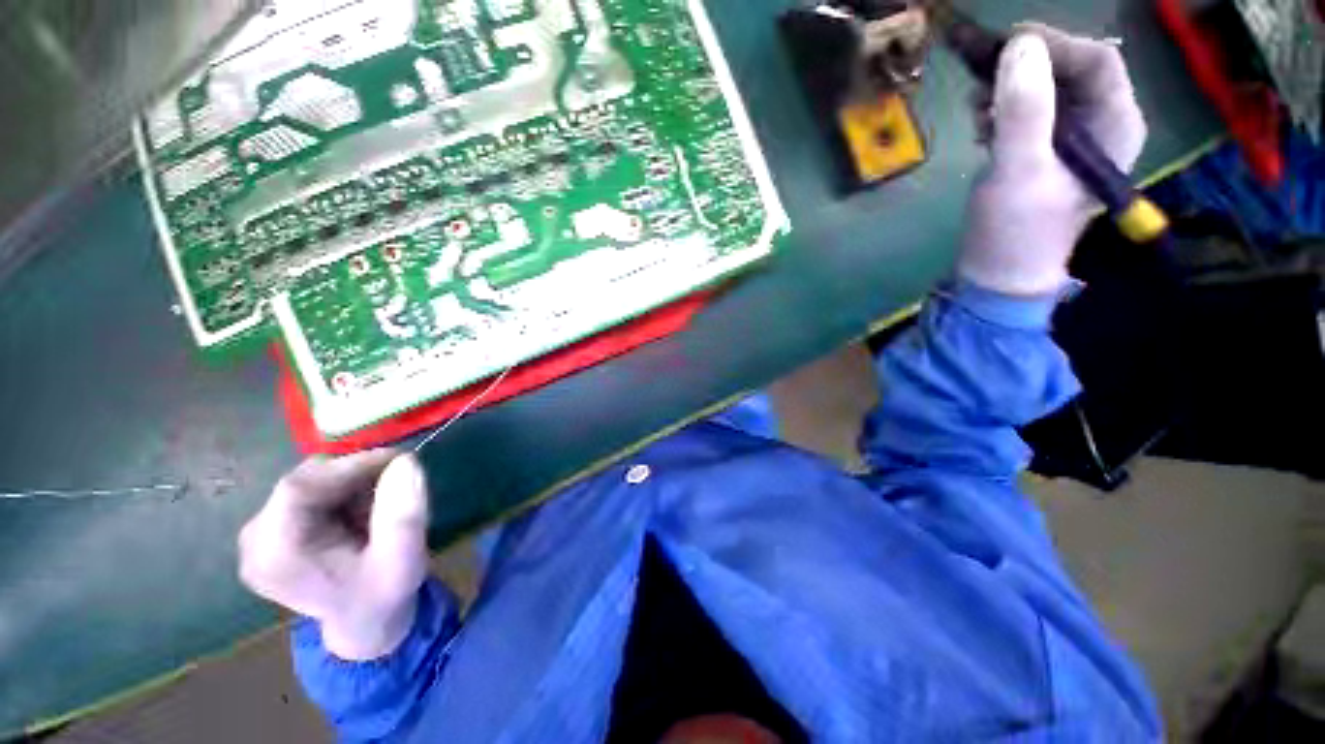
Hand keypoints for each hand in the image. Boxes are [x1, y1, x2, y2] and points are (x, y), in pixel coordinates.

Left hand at [238, 450, 429, 660]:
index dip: (350, 465)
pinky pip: (308, 489)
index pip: (300, 488)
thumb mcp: (404, 558)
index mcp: (277, 556)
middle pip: (303, 481)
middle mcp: (255, 541)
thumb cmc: (383, 593)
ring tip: (379, 506)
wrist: (364, 619)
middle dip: (355, 476)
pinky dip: (342, 490)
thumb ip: (404, 514)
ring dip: (351, 483)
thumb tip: (405, 461)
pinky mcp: (269, 529)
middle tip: (397, 484)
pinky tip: (360, 511)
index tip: (398, 460)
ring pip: (308, 481)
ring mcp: (258, 535)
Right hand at [959, 23, 1147, 295]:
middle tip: (982, 83)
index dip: (1054, 45)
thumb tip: (1019, 47)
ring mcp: (1071, 138)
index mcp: (1115, 126)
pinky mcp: (1043, 150)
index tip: (1006, 45)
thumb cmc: (1016, 231)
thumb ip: (1023, 111)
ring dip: (1008, 91)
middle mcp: (1101, 124)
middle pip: (1069, 71)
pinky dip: (1001, 111)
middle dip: (1025, 71)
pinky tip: (981, 128)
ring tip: (977, 113)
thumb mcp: (1019, 172)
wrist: (998, 274)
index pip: (1096, 61)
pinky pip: (1027, 112)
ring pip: (1045, 89)